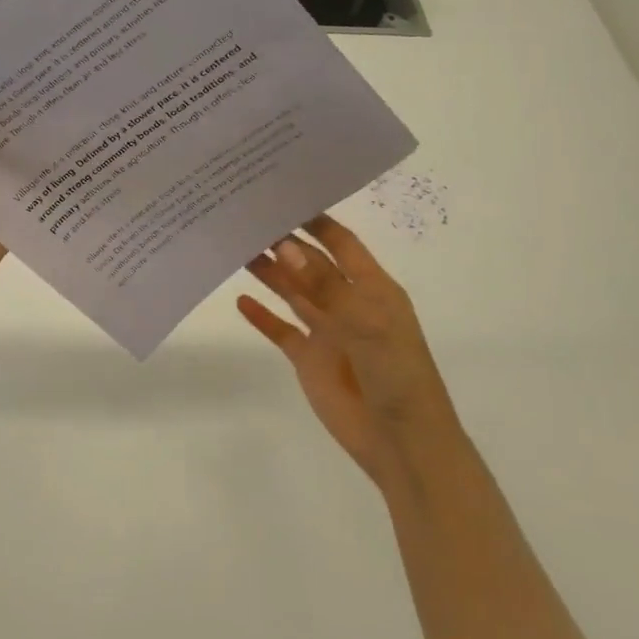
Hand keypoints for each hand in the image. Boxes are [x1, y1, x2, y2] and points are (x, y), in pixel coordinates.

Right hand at [239, 214, 456, 488]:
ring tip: (237, 247)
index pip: (340, 243)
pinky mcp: (309, 359)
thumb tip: (286, 246)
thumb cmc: (397, 375)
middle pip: (309, 264)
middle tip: (245, 217)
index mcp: (372, 288)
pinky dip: (262, 316)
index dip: (316, 220)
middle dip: (283, 242)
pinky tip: (240, 300)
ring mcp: (327, 331)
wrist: (402, 444)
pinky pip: (281, 330)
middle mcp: (348, 303)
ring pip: (293, 292)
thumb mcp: (366, 323)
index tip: (283, 195)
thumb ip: (324, 285)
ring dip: (269, 273)